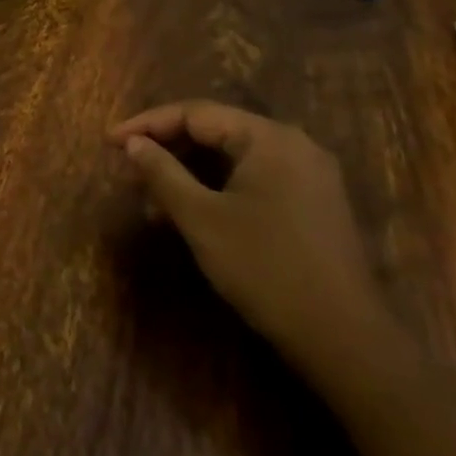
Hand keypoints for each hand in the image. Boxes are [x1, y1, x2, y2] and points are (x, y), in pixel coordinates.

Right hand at [109, 101, 401, 381]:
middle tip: (128, 163)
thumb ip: (163, 172)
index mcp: (268, 138)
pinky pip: (255, 178)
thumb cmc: (265, 269)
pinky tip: (194, 209)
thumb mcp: (201, 218)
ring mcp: (310, 176)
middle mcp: (294, 145)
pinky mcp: (315, 204)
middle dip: (168, 146)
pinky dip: (219, 186)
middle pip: (217, 130)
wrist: (345, 341)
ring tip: (153, 191)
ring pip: (235, 157)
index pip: (195, 114)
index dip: (147, 124)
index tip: (110, 142)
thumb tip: (133, 143)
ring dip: (191, 169)